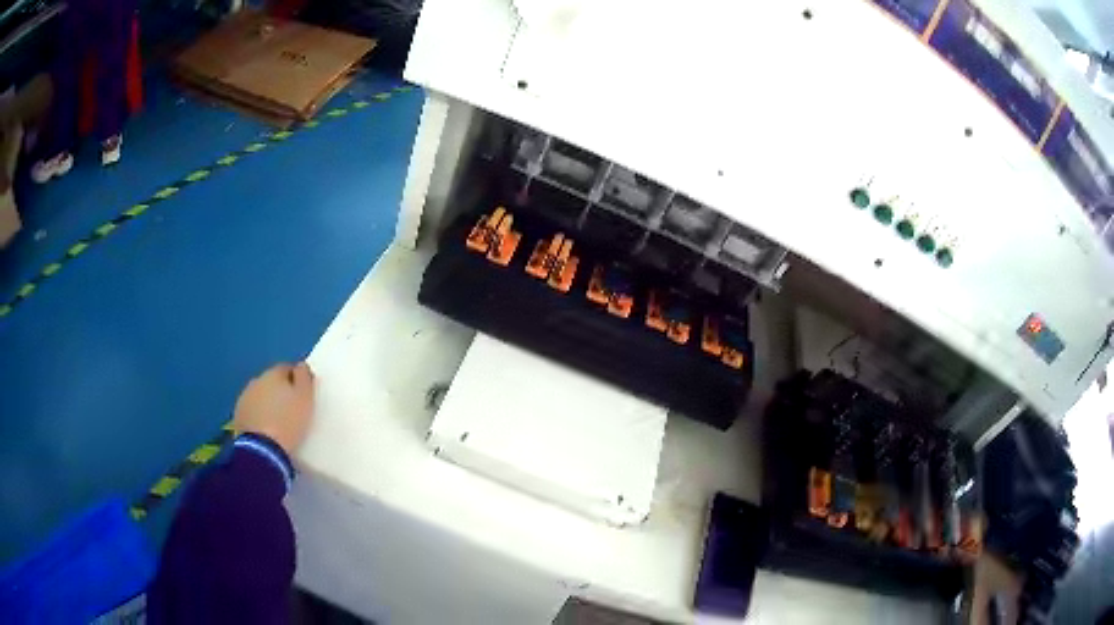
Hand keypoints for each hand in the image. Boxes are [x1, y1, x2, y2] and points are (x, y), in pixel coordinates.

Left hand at [233, 362, 315, 454]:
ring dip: (267, 403)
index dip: (296, 379)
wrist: (263, 450)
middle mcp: (256, 381)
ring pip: (259, 396)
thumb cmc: (288, 422)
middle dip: (279, 391)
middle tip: (291, 408)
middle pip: (271, 382)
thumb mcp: (305, 398)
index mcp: (273, 374)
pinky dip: (258, 416)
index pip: (286, 368)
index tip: (303, 393)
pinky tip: (265, 429)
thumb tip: (300, 366)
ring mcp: (244, 398)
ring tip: (277, 421)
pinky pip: (252, 411)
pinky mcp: (238, 416)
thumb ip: (304, 378)